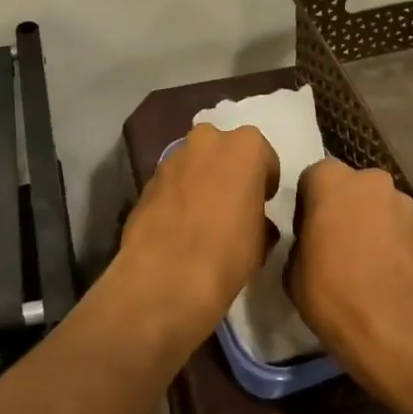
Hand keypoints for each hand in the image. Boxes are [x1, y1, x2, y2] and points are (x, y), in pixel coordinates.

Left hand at [116, 123, 278, 347]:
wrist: (167, 273)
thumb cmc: (229, 250)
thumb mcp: (263, 239)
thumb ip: (260, 216)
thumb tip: (254, 220)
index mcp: (245, 146)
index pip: (264, 157)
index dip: (264, 181)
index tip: (263, 203)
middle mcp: (208, 140)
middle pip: (224, 150)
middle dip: (228, 170)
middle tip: (232, 204)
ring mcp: (173, 156)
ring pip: (194, 163)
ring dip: (200, 181)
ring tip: (202, 217)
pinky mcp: (147, 178)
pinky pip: (172, 182)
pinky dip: (177, 195)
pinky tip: (179, 225)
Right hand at [287, 159, 412, 399]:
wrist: (395, 329)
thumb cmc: (332, 292)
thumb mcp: (292, 270)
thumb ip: (301, 243)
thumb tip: (312, 246)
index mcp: (330, 180)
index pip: (313, 179)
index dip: (309, 206)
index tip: (308, 235)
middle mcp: (371, 181)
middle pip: (352, 188)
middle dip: (345, 209)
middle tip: (338, 246)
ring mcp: (405, 204)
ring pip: (381, 208)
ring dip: (373, 225)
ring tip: (369, 265)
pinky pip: (404, 231)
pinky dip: (397, 245)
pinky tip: (391, 276)